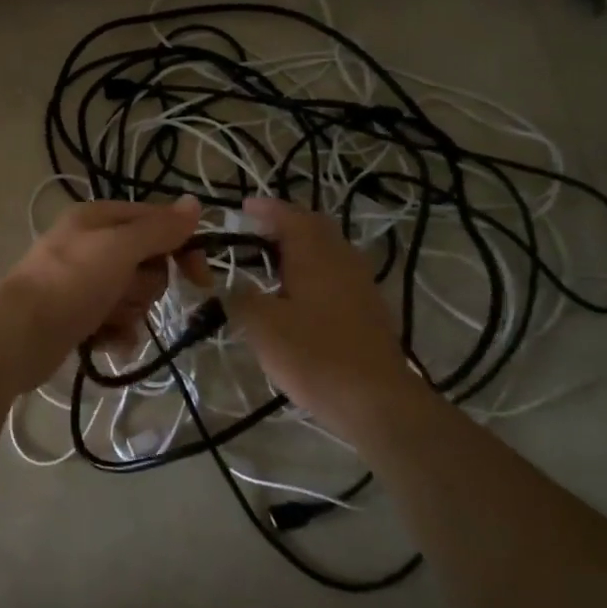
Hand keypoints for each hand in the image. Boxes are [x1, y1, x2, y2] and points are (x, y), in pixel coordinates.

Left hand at [0, 197, 201, 387]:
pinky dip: (116, 333)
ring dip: (129, 310)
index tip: (200, 278)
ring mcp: (85, 282)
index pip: (158, 222)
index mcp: (100, 218)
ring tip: (106, 318)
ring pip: (135, 295)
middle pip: (148, 263)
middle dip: (144, 285)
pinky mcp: (80, 316)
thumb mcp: (121, 247)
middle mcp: (93, 245)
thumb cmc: (72, 282)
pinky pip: (117, 322)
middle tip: (123, 291)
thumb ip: (160, 228)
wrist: (20, 335)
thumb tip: (194, 203)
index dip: (183, 247)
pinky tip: (106, 342)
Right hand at [221, 197, 431, 441]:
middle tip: (256, 231)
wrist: (375, 400)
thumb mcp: (262, 327)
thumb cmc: (313, 355)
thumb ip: (241, 299)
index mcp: (315, 254)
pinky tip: (299, 293)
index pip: (289, 216)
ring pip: (329, 250)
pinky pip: (338, 273)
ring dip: (302, 247)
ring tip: (272, 260)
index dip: (265, 209)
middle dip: (285, 223)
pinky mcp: (369, 308)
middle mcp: (342, 259)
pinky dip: (315, 269)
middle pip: (315, 227)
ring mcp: (361, 283)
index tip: (242, 207)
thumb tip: (232, 287)